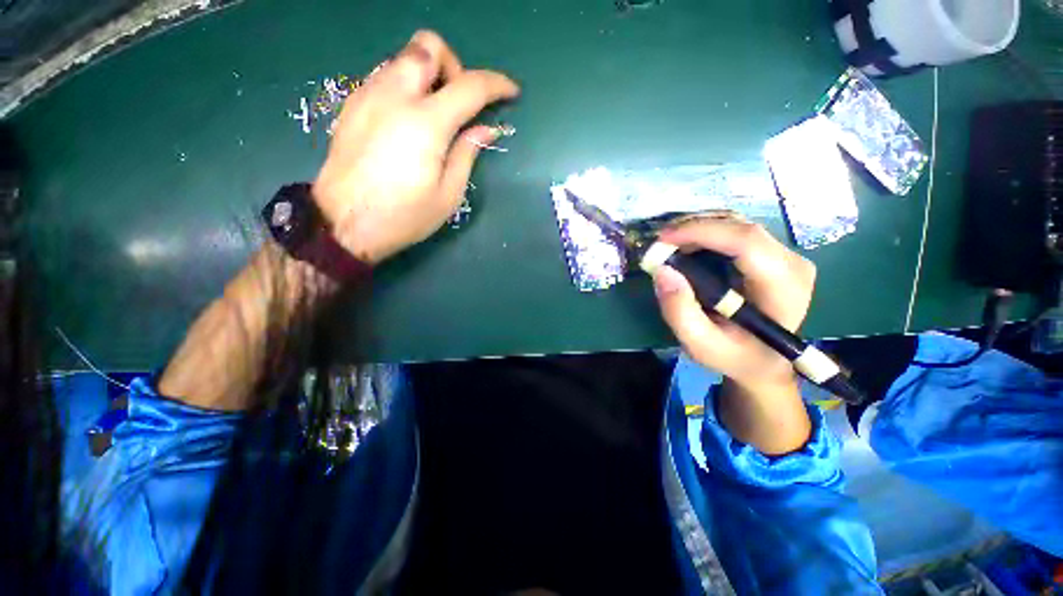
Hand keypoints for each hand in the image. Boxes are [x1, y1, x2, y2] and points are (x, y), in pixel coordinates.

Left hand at [313, 30, 519, 264]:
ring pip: (404, 58)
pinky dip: (406, 87)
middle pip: (428, 45)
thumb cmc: (404, 216)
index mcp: (426, 123)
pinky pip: (385, 76)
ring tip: (434, 115)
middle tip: (459, 103)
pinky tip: (408, 121)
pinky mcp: (352, 104)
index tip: (511, 93)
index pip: (470, 86)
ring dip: (428, 75)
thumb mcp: (448, 194)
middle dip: (453, 66)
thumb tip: (486, 129)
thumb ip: (468, 154)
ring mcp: (368, 95)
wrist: (344, 223)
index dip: (496, 85)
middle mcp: (395, 95)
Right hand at [652, 216, 815, 390]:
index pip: (746, 242)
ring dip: (698, 229)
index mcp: (782, 287)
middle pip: (740, 228)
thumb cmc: (733, 356)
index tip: (663, 239)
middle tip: (660, 243)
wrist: (762, 362)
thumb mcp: (700, 344)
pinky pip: (736, 232)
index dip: (701, 232)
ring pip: (737, 224)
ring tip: (669, 245)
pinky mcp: (773, 254)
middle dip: (694, 228)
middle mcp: (792, 263)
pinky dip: (706, 233)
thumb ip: (679, 312)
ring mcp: (786, 255)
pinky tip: (686, 246)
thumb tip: (662, 271)